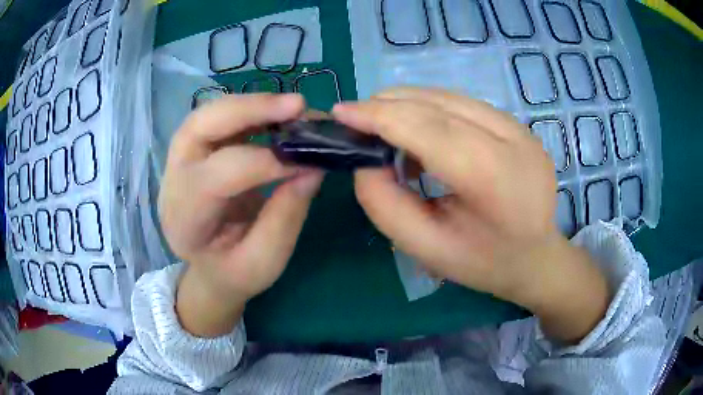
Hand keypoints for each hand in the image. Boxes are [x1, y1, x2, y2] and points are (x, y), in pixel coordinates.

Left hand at [159, 94, 322, 335]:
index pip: (219, 177)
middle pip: (199, 128)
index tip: (309, 159)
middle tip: (298, 105)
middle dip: (249, 110)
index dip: (266, 162)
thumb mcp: (265, 262)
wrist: (210, 269)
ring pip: (207, 114)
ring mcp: (178, 161)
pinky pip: (217, 119)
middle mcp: (173, 182)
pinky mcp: (193, 150)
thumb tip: (313, 166)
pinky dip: (249, 111)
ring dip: (251, 104)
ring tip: (291, 107)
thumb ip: (286, 216)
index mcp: (184, 221)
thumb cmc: (235, 272)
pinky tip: (276, 114)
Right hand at [334, 88, 608, 342]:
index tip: (341, 112)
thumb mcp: (426, 248)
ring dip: (408, 105)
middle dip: (389, 105)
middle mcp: (514, 141)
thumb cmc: (483, 263)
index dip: (380, 116)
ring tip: (384, 127)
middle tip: (356, 118)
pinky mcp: (519, 125)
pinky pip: (464, 104)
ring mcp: (521, 129)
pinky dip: (432, 110)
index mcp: (495, 179)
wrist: (537, 257)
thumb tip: (364, 159)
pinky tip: (420, 132)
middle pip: (439, 105)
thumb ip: (385, 204)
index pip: (429, 130)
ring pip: (450, 97)